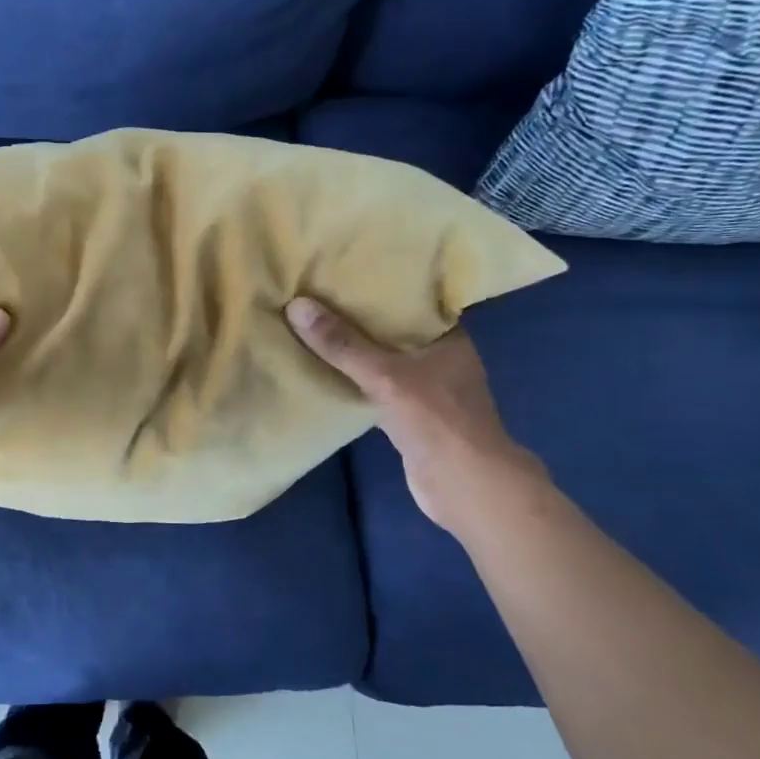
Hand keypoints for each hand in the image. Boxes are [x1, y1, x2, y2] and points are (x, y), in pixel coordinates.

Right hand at [286, 297, 539, 528]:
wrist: (463, 486)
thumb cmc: (436, 420)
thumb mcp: (384, 375)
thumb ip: (341, 344)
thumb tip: (296, 305)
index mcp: (448, 338)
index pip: (411, 300)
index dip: (379, 285)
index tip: (342, 271)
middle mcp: (439, 358)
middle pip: (392, 330)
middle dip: (357, 317)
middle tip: (316, 295)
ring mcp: (425, 389)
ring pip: (381, 360)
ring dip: (352, 350)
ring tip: (312, 326)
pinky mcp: (409, 416)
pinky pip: (374, 387)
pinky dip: (352, 380)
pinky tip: (322, 370)